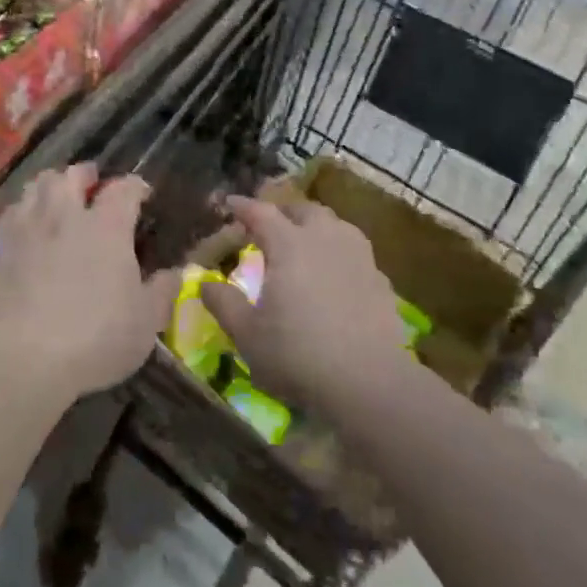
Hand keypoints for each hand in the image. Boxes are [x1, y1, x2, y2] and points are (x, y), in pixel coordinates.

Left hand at [0, 163, 180, 408]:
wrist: (25, 359)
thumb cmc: (97, 338)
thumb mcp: (146, 321)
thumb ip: (163, 291)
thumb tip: (177, 272)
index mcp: (108, 226)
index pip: (123, 189)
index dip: (135, 186)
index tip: (142, 193)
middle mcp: (66, 215)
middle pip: (72, 175)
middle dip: (85, 175)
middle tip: (93, 184)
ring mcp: (29, 228)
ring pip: (37, 186)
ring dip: (51, 185)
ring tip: (58, 197)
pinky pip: (10, 213)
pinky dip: (23, 211)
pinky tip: (26, 225)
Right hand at [200, 196, 409, 412]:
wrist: (370, 383)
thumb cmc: (298, 354)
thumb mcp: (247, 334)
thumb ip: (223, 303)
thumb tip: (205, 282)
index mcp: (289, 244)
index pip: (261, 212)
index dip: (243, 206)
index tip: (230, 203)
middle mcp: (325, 238)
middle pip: (303, 210)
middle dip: (283, 212)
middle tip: (269, 225)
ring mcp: (358, 256)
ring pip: (335, 224)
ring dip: (315, 226)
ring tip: (305, 242)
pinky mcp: (380, 279)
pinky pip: (355, 252)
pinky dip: (339, 253)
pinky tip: (336, 273)